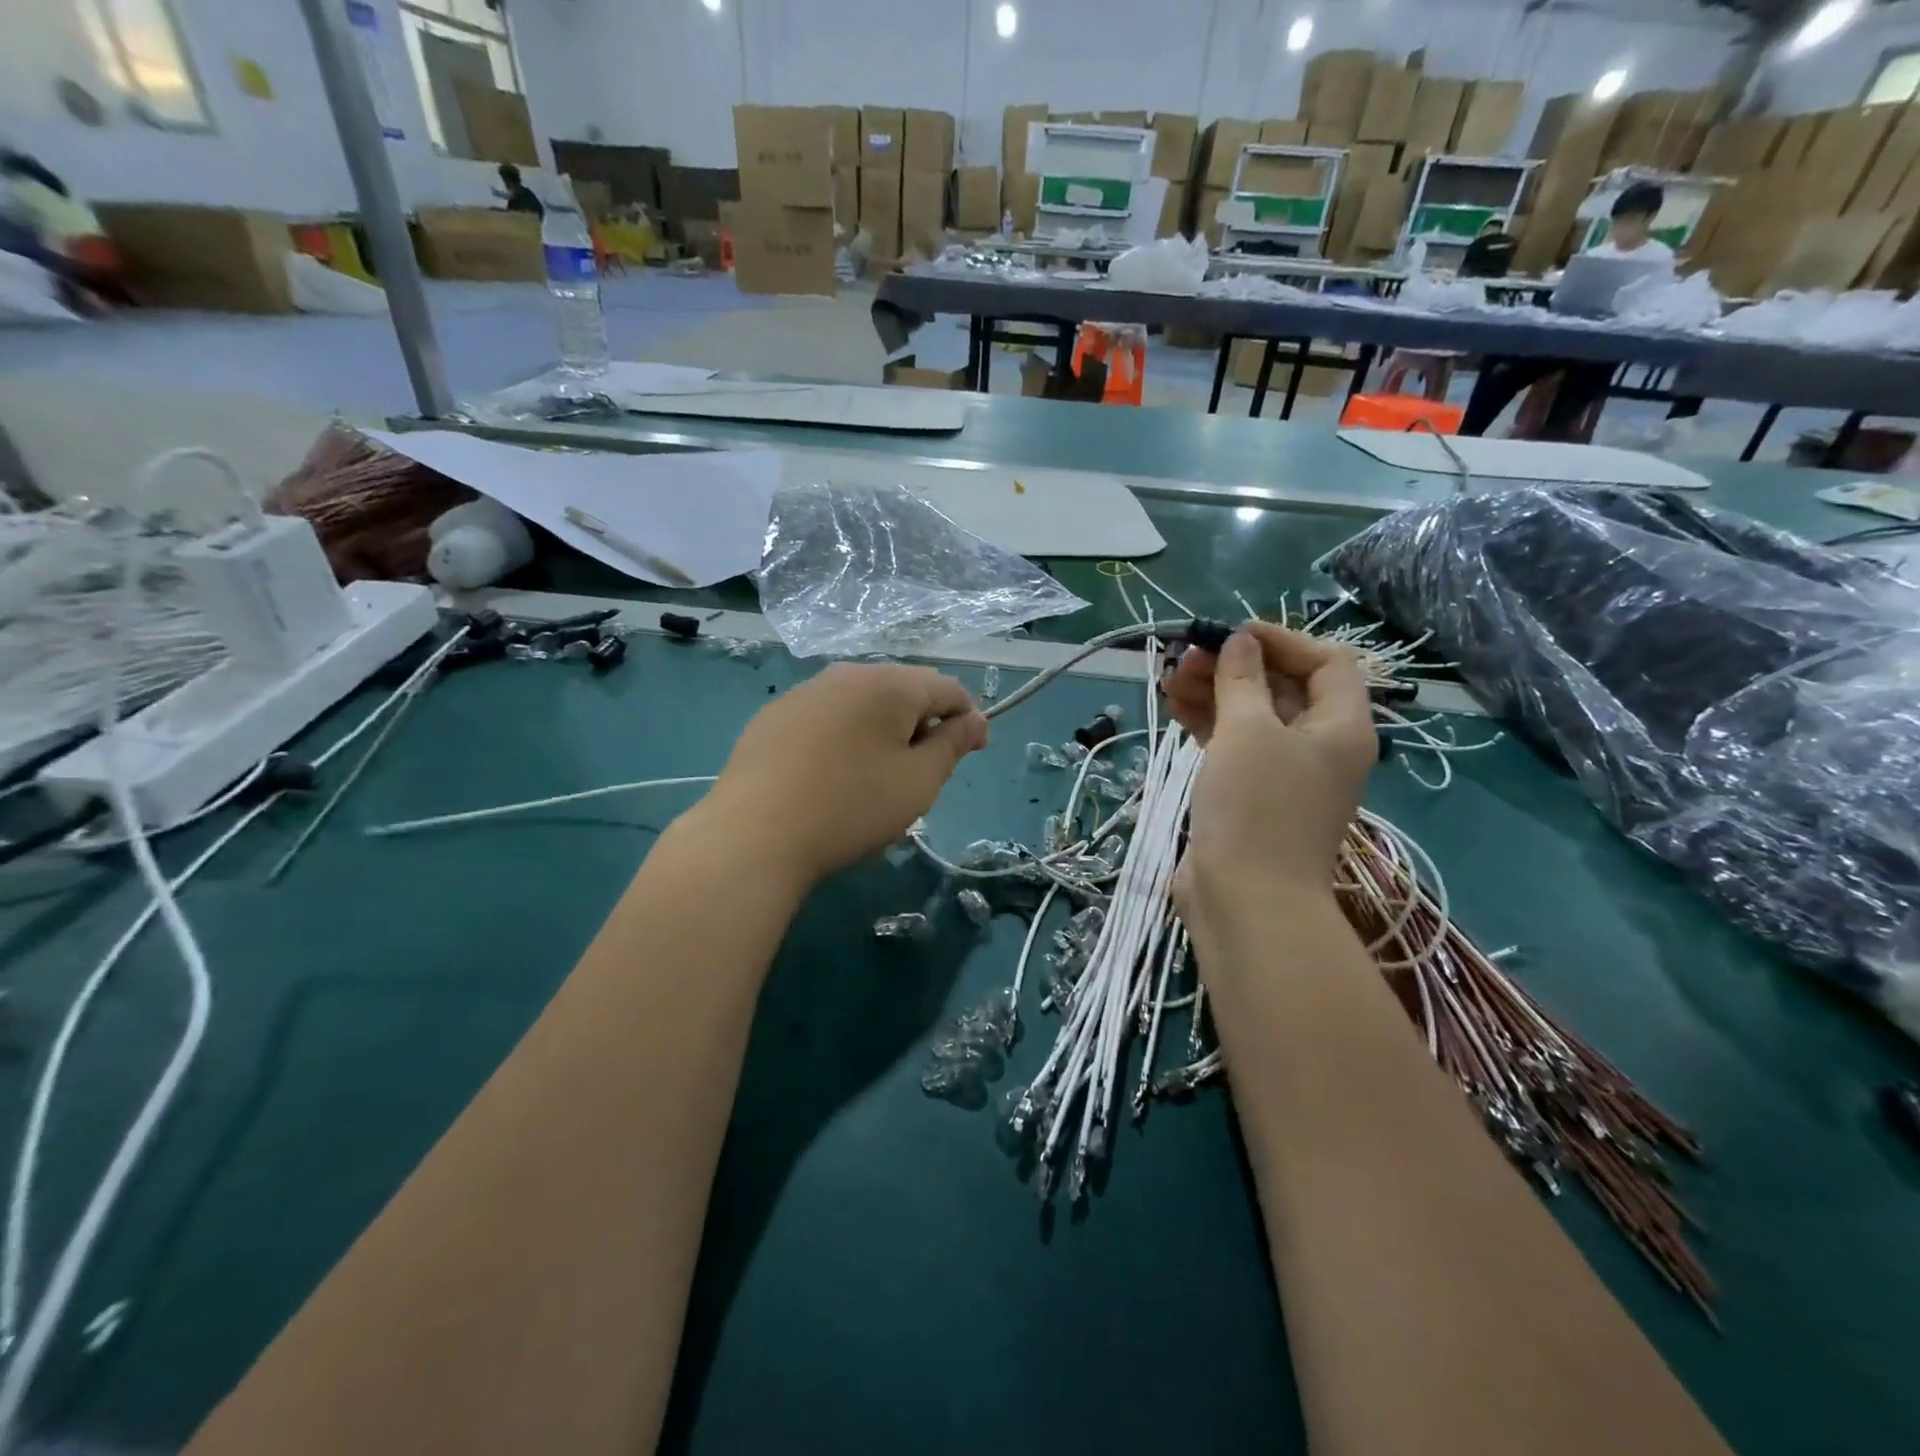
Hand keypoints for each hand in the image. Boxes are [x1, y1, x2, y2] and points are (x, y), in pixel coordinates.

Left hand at [704, 663, 987, 887]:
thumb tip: (974, 719)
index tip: (971, 755)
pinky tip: (830, 776)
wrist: (753, 835)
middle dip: (922, 725)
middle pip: (903, 691)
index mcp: (889, 684)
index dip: (967, 719)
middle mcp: (845, 674)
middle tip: (920, 774)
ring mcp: (804, 692)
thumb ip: (953, 745)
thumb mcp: (919, 782)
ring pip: (861, 704)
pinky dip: (843, 738)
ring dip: (882, 731)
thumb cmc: (851, 808)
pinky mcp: (773, 716)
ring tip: (874, 779)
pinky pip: (826, 718)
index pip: (947, 688)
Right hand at [1165, 623, 1374, 921]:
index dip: (1281, 640)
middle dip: (1235, 666)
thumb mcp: (1247, 731)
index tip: (1231, 636)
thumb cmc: (1255, 806)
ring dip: (1214, 692)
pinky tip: (1174, 706)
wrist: (1245, 900)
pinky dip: (1208, 723)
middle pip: (1284, 687)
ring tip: (1169, 679)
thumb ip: (1242, 679)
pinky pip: (1235, 744)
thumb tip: (1240, 642)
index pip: (1326, 661)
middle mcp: (1321, 745)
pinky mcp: (1252, 794)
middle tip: (1185, 657)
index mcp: (1342, 726)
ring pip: (1253, 715)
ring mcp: (1285, 773)